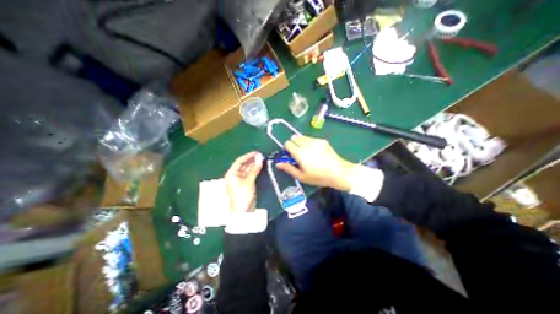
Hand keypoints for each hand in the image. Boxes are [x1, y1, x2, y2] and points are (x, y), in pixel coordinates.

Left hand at [225, 150, 263, 213]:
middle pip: (244, 164)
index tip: (257, 153)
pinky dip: (256, 170)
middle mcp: (236, 175)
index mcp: (232, 173)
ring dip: (255, 164)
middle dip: (252, 160)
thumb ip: (254, 169)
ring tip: (262, 159)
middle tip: (261, 156)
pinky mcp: (247, 183)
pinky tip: (260, 166)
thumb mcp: (248, 182)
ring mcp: (242, 179)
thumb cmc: (242, 196)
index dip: (248, 156)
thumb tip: (259, 158)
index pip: (240, 161)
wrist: (243, 212)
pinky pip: (251, 174)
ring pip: (248, 169)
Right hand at [276, 135, 358, 190]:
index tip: (291, 155)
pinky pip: (311, 138)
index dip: (287, 149)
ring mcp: (315, 141)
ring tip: (307, 152)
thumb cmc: (318, 177)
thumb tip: (278, 164)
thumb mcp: (302, 176)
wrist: (339, 172)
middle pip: (294, 137)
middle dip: (293, 144)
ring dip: (301, 142)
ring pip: (302, 136)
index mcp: (300, 154)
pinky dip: (309, 142)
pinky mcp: (322, 140)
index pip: (288, 143)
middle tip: (298, 153)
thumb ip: (289, 168)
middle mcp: (307, 144)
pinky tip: (315, 152)